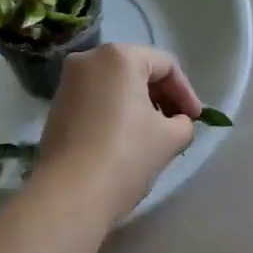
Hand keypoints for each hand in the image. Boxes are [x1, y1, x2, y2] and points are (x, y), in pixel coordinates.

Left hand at [35, 45, 202, 220]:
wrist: (68, 195)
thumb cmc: (125, 156)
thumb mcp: (168, 139)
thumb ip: (183, 124)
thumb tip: (178, 123)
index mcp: (119, 56)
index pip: (165, 65)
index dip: (186, 92)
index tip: (195, 120)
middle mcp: (90, 58)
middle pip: (138, 70)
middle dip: (162, 96)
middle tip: (178, 125)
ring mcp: (69, 81)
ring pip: (115, 84)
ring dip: (138, 104)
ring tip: (154, 134)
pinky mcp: (57, 105)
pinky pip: (96, 98)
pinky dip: (115, 111)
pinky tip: (126, 139)